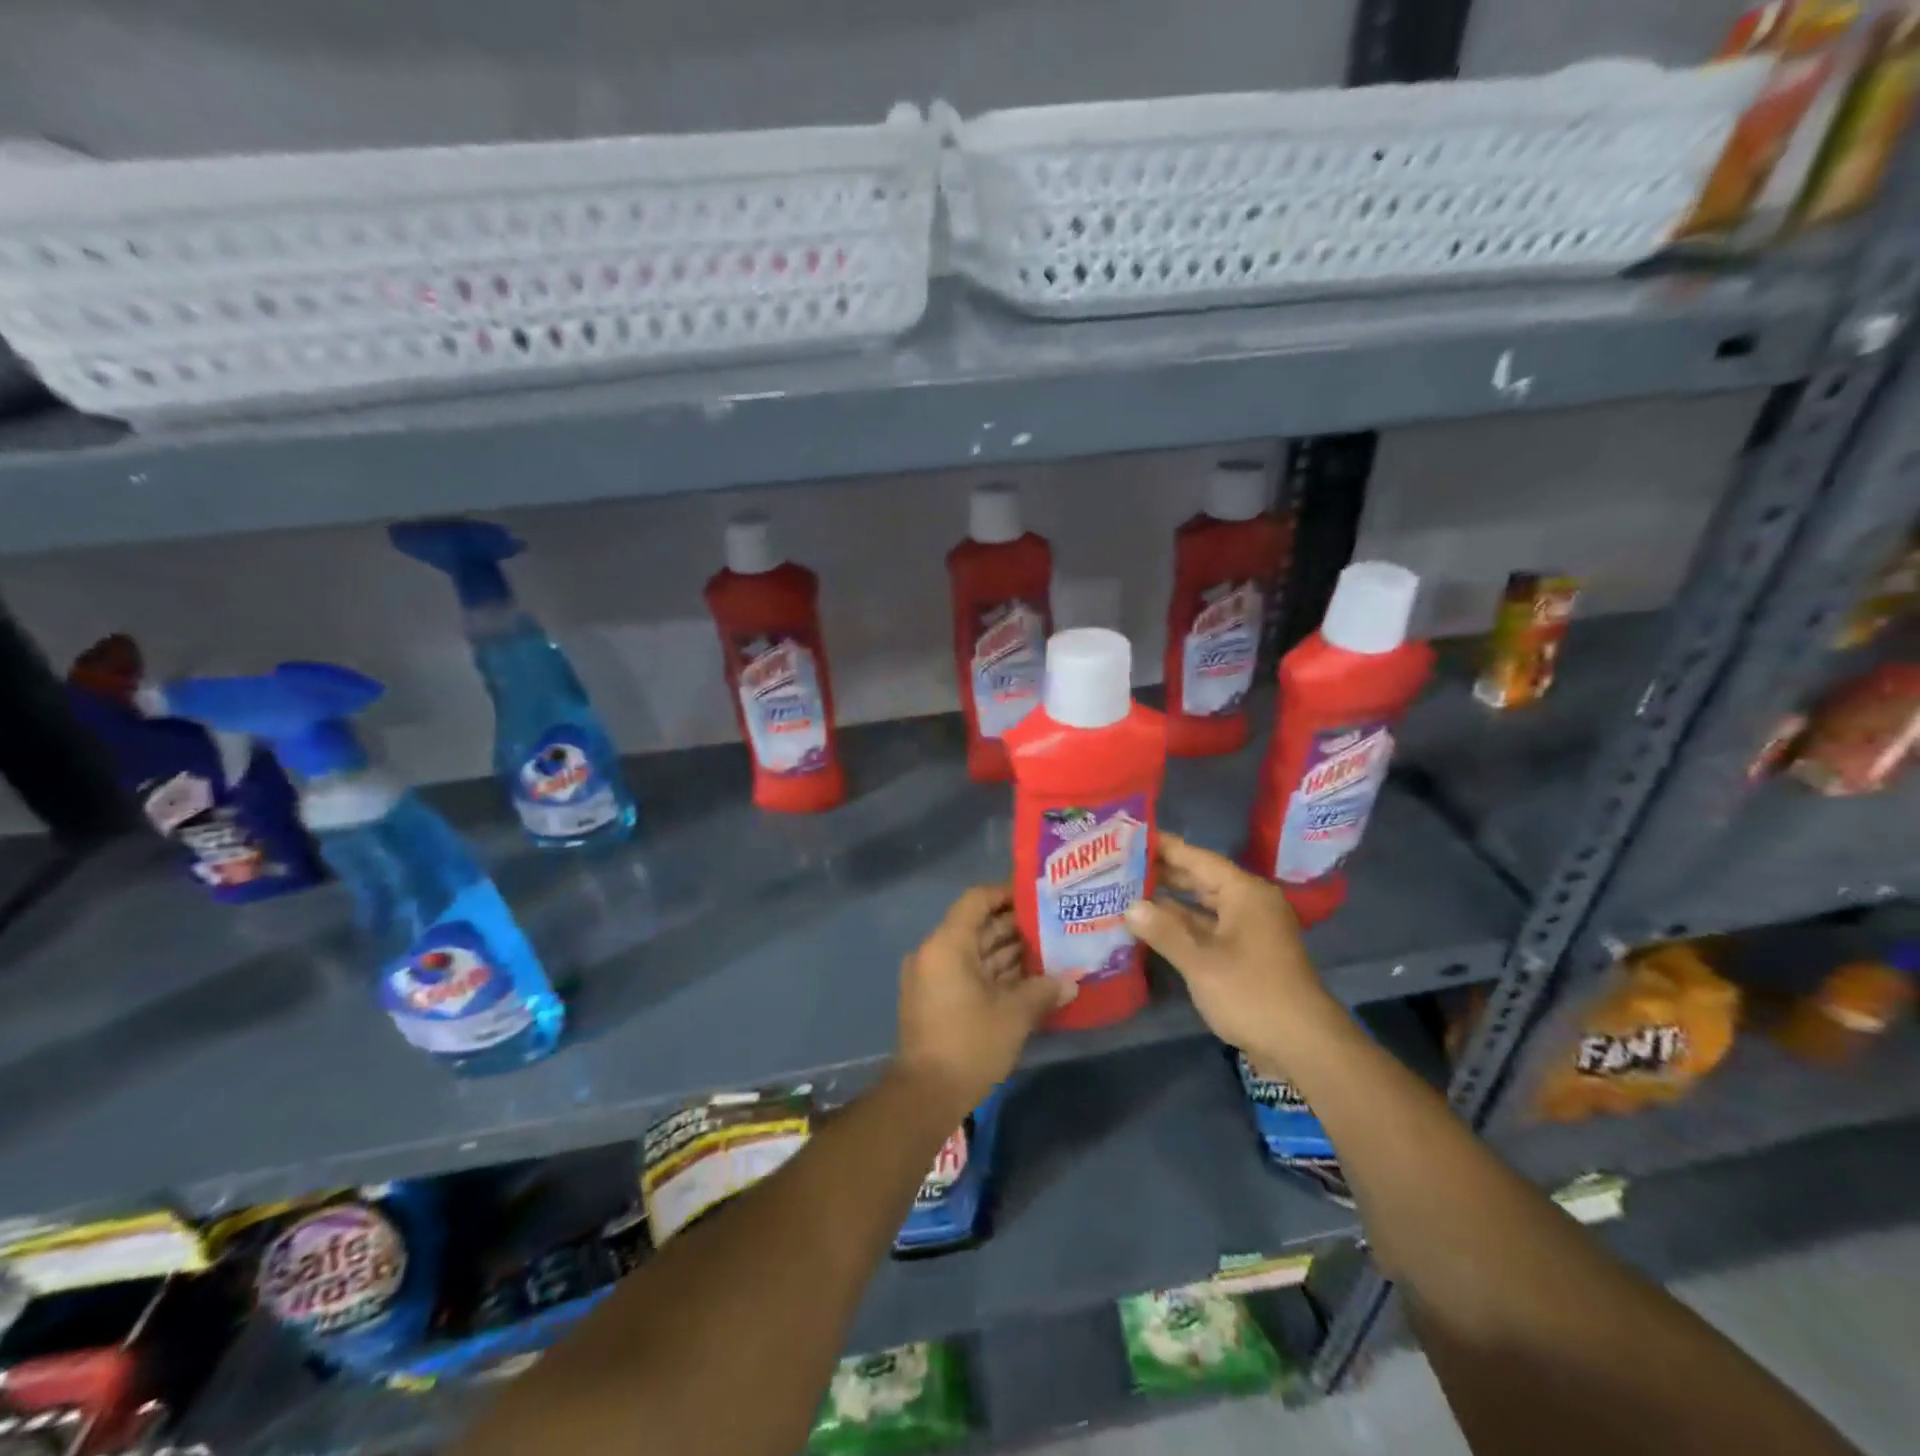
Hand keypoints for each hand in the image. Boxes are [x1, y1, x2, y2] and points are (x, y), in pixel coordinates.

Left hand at [896, 884, 1074, 1114]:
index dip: (1006, 894)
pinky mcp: (935, 1000)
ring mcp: (932, 977)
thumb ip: (1043, 991)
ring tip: (1048, 952)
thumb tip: (1070, 982)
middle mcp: (935, 953)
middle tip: (1053, 926)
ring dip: (1007, 953)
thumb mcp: (1014, 1015)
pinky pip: (967, 974)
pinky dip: (993, 974)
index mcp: (947, 944)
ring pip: (974, 953)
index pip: (977, 900)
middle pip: (977, 927)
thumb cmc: (969, 1043)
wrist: (925, 1095)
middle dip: (1015, 927)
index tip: (1037, 898)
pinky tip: (1028, 981)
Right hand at [1123, 833, 1342, 1071]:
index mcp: (1244, 893)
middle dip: (1161, 872)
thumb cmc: (1252, 994)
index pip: (1197, 858)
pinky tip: (1150, 926)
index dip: (1163, 846)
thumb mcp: (1201, 963)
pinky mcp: (1245, 952)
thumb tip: (1129, 907)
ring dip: (1168, 901)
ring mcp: (1248, 928)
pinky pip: (1207, 927)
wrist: (1304, 1046)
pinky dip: (1181, 925)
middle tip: (1117, 863)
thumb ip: (1164, 931)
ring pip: (1202, 905)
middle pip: (1199, 878)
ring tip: (1125, 890)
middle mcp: (1248, 903)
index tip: (1128, 836)